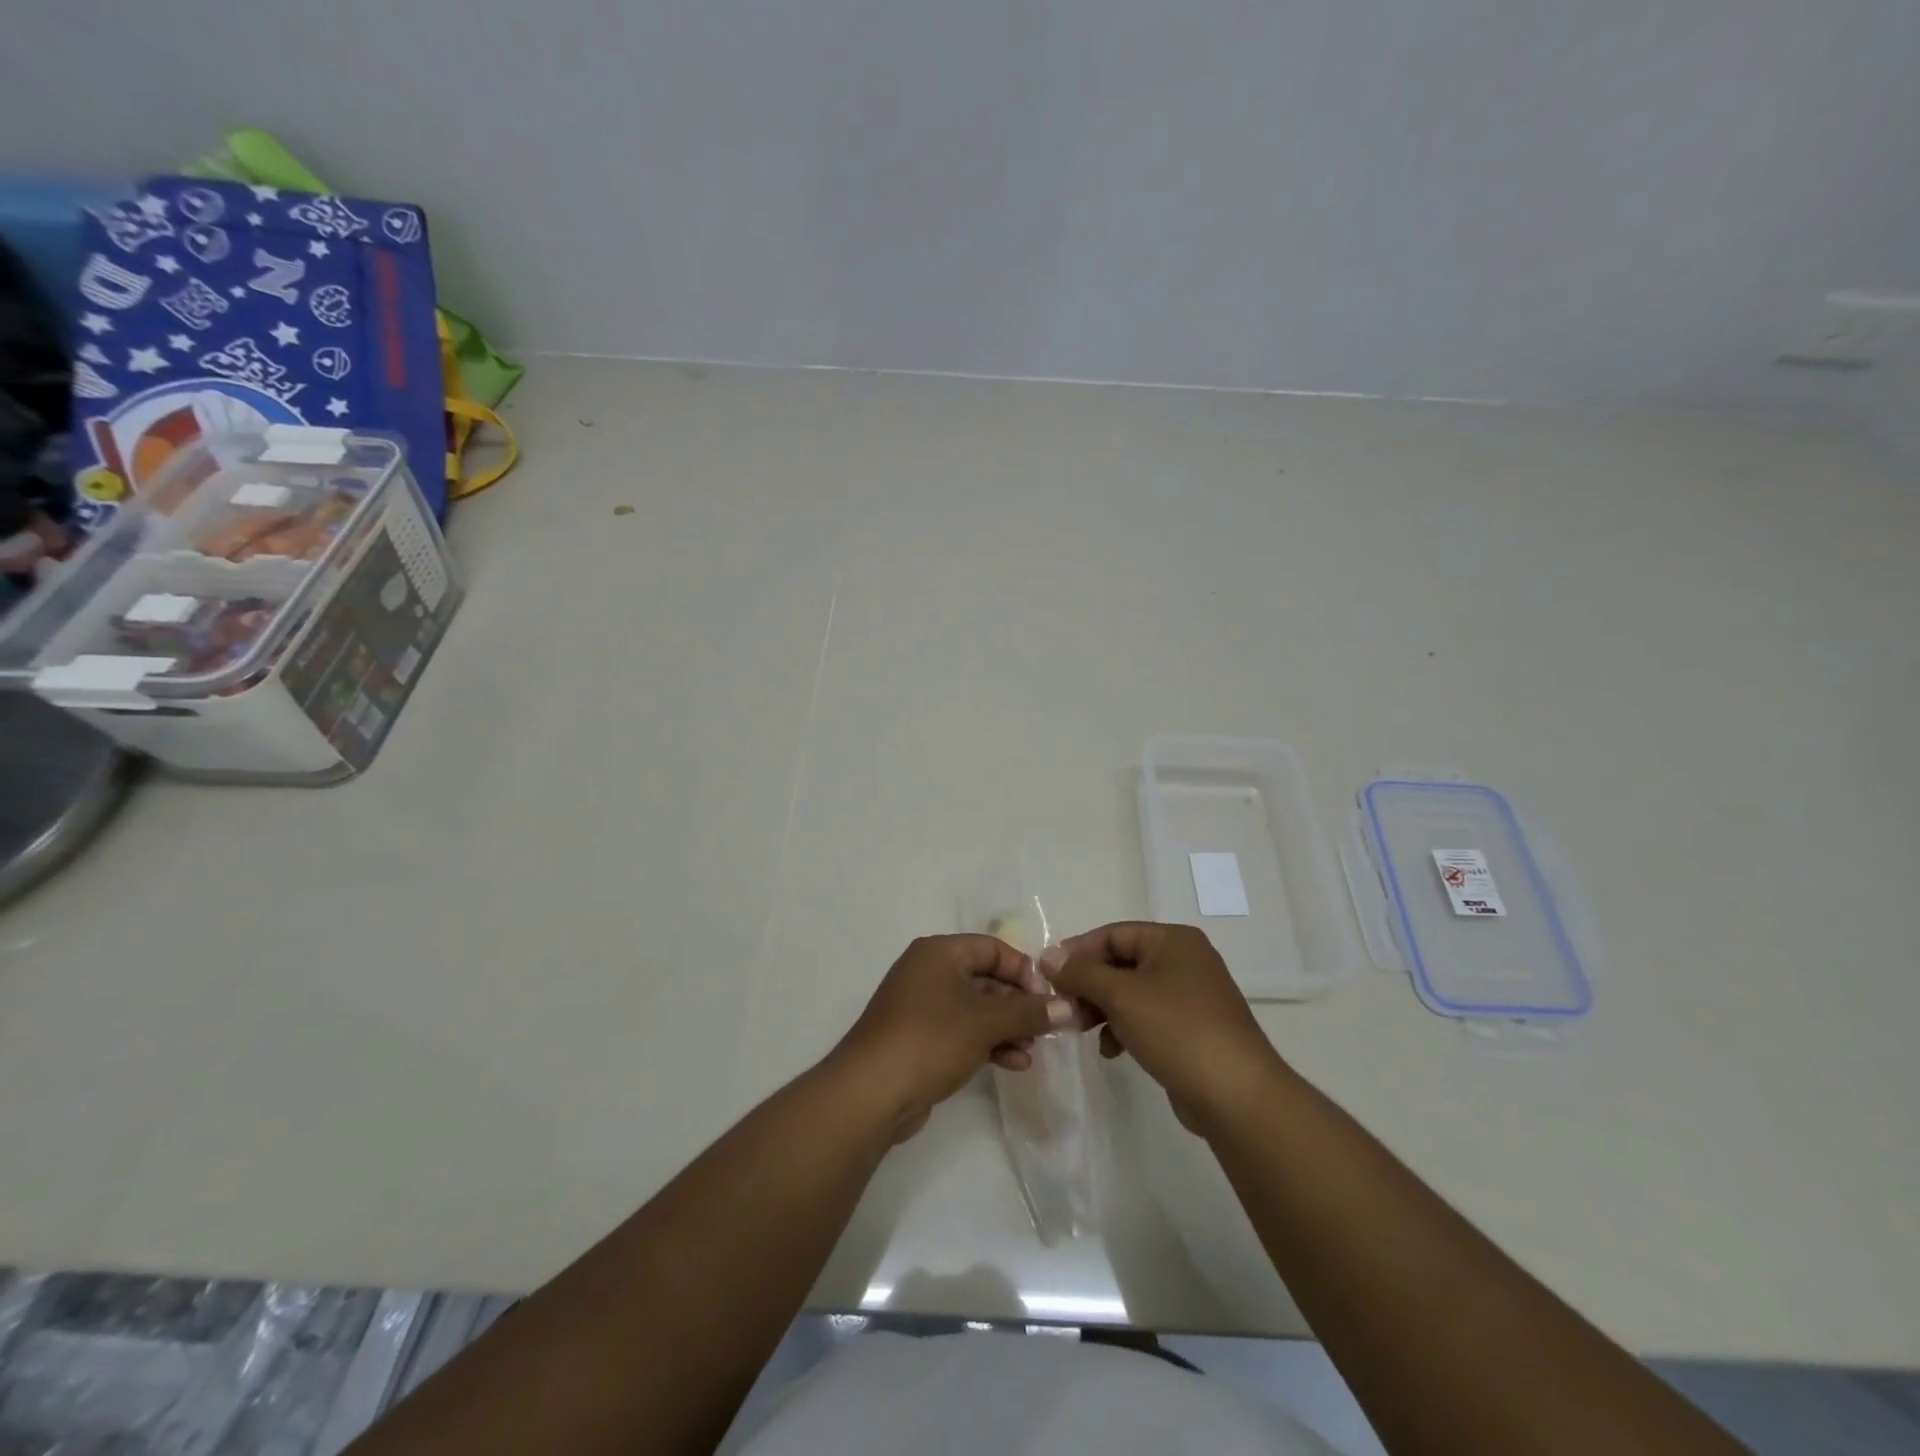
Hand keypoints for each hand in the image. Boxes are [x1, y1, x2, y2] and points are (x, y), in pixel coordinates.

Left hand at [831, 934, 1072, 1141]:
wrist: (871, 1093)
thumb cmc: (931, 1039)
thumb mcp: (986, 1021)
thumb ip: (1030, 1012)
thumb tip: (1069, 1008)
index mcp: (939, 953)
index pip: (993, 948)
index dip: (1024, 971)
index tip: (1048, 1000)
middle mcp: (929, 972)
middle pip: (986, 978)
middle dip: (1019, 1004)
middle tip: (1047, 1028)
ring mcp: (922, 1007)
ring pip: (976, 1009)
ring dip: (1008, 1027)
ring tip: (1033, 1050)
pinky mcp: (920, 1039)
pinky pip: (963, 1032)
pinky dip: (989, 1043)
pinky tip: (1014, 1064)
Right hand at [1043, 922, 1288, 1136]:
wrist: (1237, 1095)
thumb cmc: (1177, 1030)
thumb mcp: (1121, 995)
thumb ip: (1081, 973)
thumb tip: (1048, 956)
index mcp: (1173, 941)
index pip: (1113, 933)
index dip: (1077, 951)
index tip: (1048, 975)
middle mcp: (1185, 960)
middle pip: (1121, 962)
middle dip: (1089, 984)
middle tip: (1062, 1006)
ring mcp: (1191, 996)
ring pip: (1131, 992)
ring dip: (1102, 1007)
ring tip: (1079, 1029)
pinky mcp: (1192, 1030)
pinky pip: (1147, 1017)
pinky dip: (1124, 1027)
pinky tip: (1110, 1050)